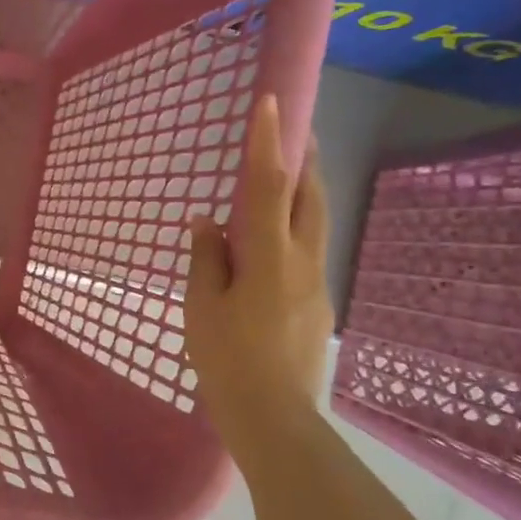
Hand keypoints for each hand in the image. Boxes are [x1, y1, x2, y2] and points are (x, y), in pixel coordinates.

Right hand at [184, 95, 332, 428]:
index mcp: (269, 256)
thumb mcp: (202, 306)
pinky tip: (273, 247)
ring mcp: (317, 284)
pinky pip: (308, 252)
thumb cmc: (227, 358)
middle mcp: (302, 261)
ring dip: (305, 193)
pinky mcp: (318, 305)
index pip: (270, 186)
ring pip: (316, 224)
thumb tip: (208, 223)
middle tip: (296, 132)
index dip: (269, 142)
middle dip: (305, 159)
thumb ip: (206, 258)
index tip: (271, 102)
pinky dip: (295, 230)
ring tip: (288, 178)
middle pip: (310, 197)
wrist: (274, 417)